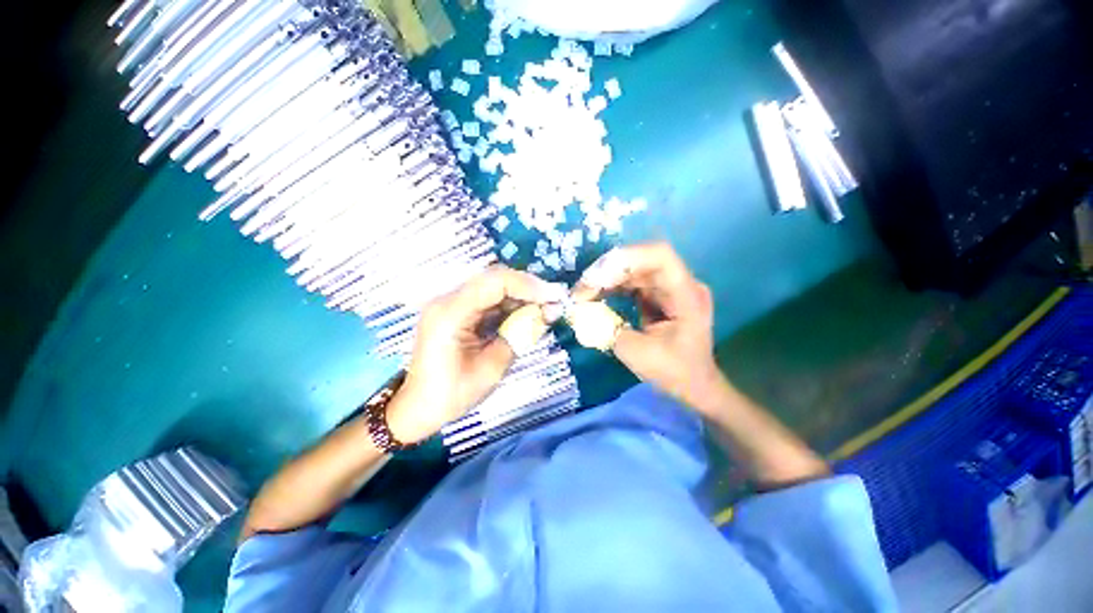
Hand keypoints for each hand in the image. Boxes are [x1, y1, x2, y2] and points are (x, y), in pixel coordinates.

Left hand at [387, 266, 567, 443]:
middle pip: (494, 279)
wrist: (418, 408)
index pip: (495, 282)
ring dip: (521, 295)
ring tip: (546, 308)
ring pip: (493, 287)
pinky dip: (510, 304)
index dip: (528, 285)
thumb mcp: (493, 367)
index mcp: (450, 313)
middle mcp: (447, 299)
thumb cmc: (452, 394)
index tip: (554, 297)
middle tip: (554, 301)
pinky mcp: (457, 311)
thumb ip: (520, 334)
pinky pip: (488, 299)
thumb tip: (549, 312)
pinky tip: (527, 313)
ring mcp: (451, 303)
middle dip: (528, 288)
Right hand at [573, 242, 721, 410]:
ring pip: (634, 270)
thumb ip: (606, 329)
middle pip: (642, 261)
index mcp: (686, 295)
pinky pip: (633, 282)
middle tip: (580, 290)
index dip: (626, 258)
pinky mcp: (660, 294)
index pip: (660, 256)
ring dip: (606, 279)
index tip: (596, 277)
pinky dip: (612, 287)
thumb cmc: (674, 372)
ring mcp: (670, 288)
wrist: (695, 385)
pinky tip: (595, 296)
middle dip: (607, 272)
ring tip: (582, 294)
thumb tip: (578, 311)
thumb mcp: (636, 354)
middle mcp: (681, 284)